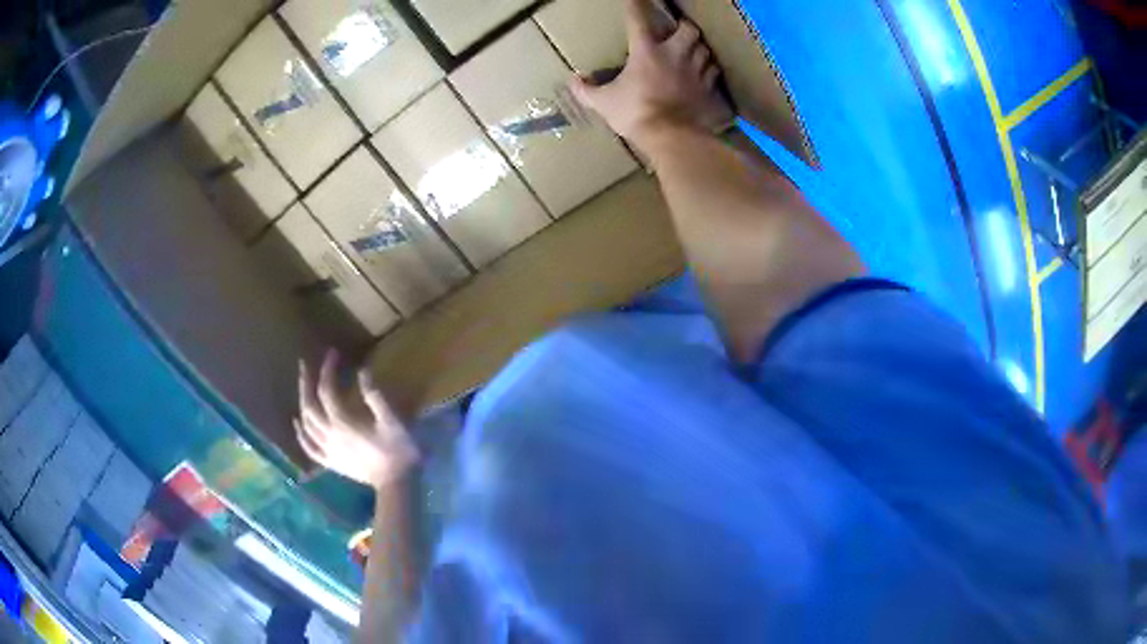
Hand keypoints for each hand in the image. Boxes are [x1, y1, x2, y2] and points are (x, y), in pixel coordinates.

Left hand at [296, 350, 419, 489]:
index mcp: (343, 422)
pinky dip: (300, 434)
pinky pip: (309, 447)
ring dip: (302, 403)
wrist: (397, 483)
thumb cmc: (398, 450)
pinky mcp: (331, 462)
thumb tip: (362, 371)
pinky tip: (297, 424)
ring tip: (303, 388)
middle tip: (305, 365)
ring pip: (306, 424)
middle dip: (305, 382)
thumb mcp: (391, 420)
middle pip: (309, 405)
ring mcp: (328, 450)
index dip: (327, 369)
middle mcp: (329, 434)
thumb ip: (374, 395)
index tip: (333, 353)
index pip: (327, 389)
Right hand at [569, 0, 733, 151]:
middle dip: (685, 29)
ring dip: (699, 50)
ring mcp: (696, 72)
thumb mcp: (603, 103)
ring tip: (693, 55)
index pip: (638, 20)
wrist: (670, 137)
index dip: (635, 5)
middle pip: (689, 30)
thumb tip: (573, 80)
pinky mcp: (709, 90)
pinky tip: (705, 77)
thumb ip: (587, 90)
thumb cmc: (634, 114)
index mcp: (647, 52)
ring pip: (706, 51)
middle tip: (679, 34)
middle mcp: (675, 55)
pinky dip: (710, 73)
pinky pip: (714, 75)